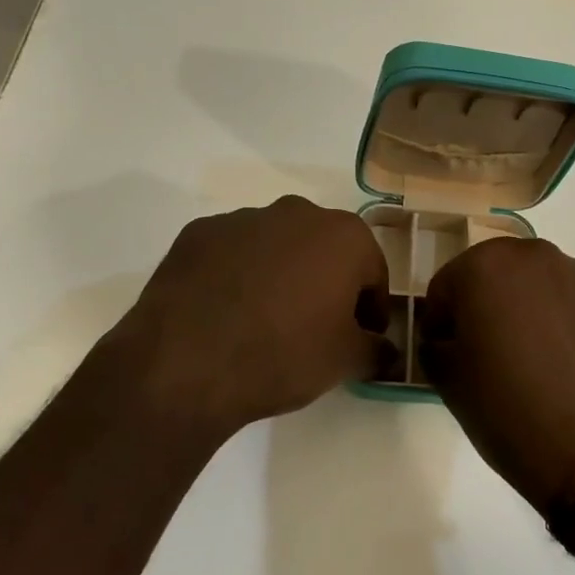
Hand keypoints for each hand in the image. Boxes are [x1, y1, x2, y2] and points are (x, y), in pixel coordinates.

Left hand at [96, 196, 390, 438]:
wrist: (187, 361)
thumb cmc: (284, 354)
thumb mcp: (344, 361)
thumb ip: (375, 351)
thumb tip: (387, 352)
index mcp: (343, 235)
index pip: (373, 271)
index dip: (372, 308)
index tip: (363, 337)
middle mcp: (296, 213)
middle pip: (324, 249)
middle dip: (327, 283)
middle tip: (317, 328)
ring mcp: (243, 218)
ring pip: (277, 246)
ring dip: (281, 274)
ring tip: (266, 321)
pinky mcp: (198, 233)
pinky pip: (233, 253)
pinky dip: (238, 274)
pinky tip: (227, 313)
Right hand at [420, 238, 574, 509]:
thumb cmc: (508, 411)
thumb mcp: (449, 382)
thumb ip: (436, 346)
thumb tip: (445, 340)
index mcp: (486, 267)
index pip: (447, 284)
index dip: (441, 319)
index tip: (446, 350)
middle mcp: (537, 257)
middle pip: (498, 273)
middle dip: (488, 304)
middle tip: (489, 350)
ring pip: (543, 285)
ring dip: (531, 309)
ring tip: (536, 360)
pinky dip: (570, 324)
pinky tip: (572, 366)